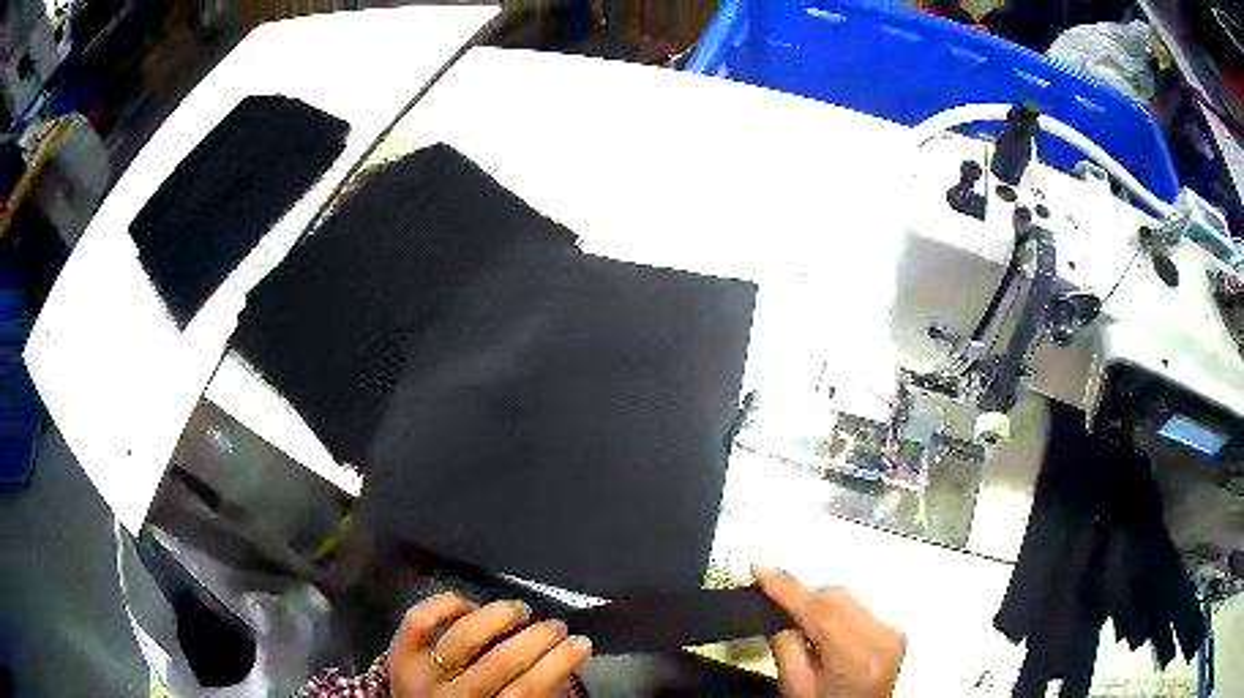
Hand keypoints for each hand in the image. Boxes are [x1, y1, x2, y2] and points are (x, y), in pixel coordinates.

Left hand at [388, 592, 591, 696]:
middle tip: (557, 625)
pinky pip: (419, 620)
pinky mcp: (398, 651)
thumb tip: (561, 660)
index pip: (526, 691)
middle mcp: (449, 696)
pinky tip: (470, 603)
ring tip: (521, 609)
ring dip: (498, 617)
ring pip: (463, 638)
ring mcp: (419, 672)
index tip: (582, 643)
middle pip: (500, 663)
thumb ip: (532, 695)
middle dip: (537, 639)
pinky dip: (445, 605)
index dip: (558, 664)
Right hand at [753, 563, 905, 697]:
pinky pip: (860, 607)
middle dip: (803, 601)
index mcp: (855, 660)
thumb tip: (778, 610)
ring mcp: (893, 633)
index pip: (819, 612)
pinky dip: (838, 613)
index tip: (760, 567)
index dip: (787, 588)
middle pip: (835, 599)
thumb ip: (785, 646)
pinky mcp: (895, 631)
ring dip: (821, 607)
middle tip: (775, 611)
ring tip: (805, 632)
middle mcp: (881, 640)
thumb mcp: (794, 687)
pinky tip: (827, 634)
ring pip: (847, 598)